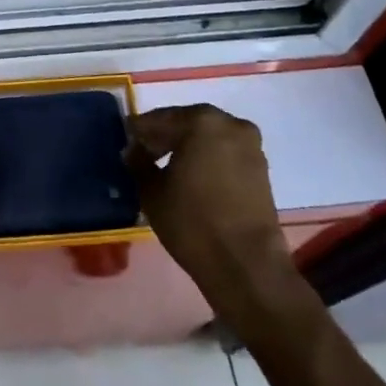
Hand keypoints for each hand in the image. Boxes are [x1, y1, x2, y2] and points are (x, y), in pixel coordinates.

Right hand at [127, 106, 295, 306]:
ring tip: (165, 170)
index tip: (124, 144)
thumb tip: (134, 151)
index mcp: (201, 120)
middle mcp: (229, 123)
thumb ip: (138, 163)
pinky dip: (206, 161)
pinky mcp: (261, 170)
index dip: (138, 132)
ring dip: (186, 149)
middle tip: (142, 156)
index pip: (158, 119)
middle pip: (186, 125)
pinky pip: (224, 154)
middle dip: (164, 139)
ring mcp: (250, 146)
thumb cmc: (193, 222)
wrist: (247, 266)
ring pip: (207, 139)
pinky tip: (190, 180)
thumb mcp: (151, 191)